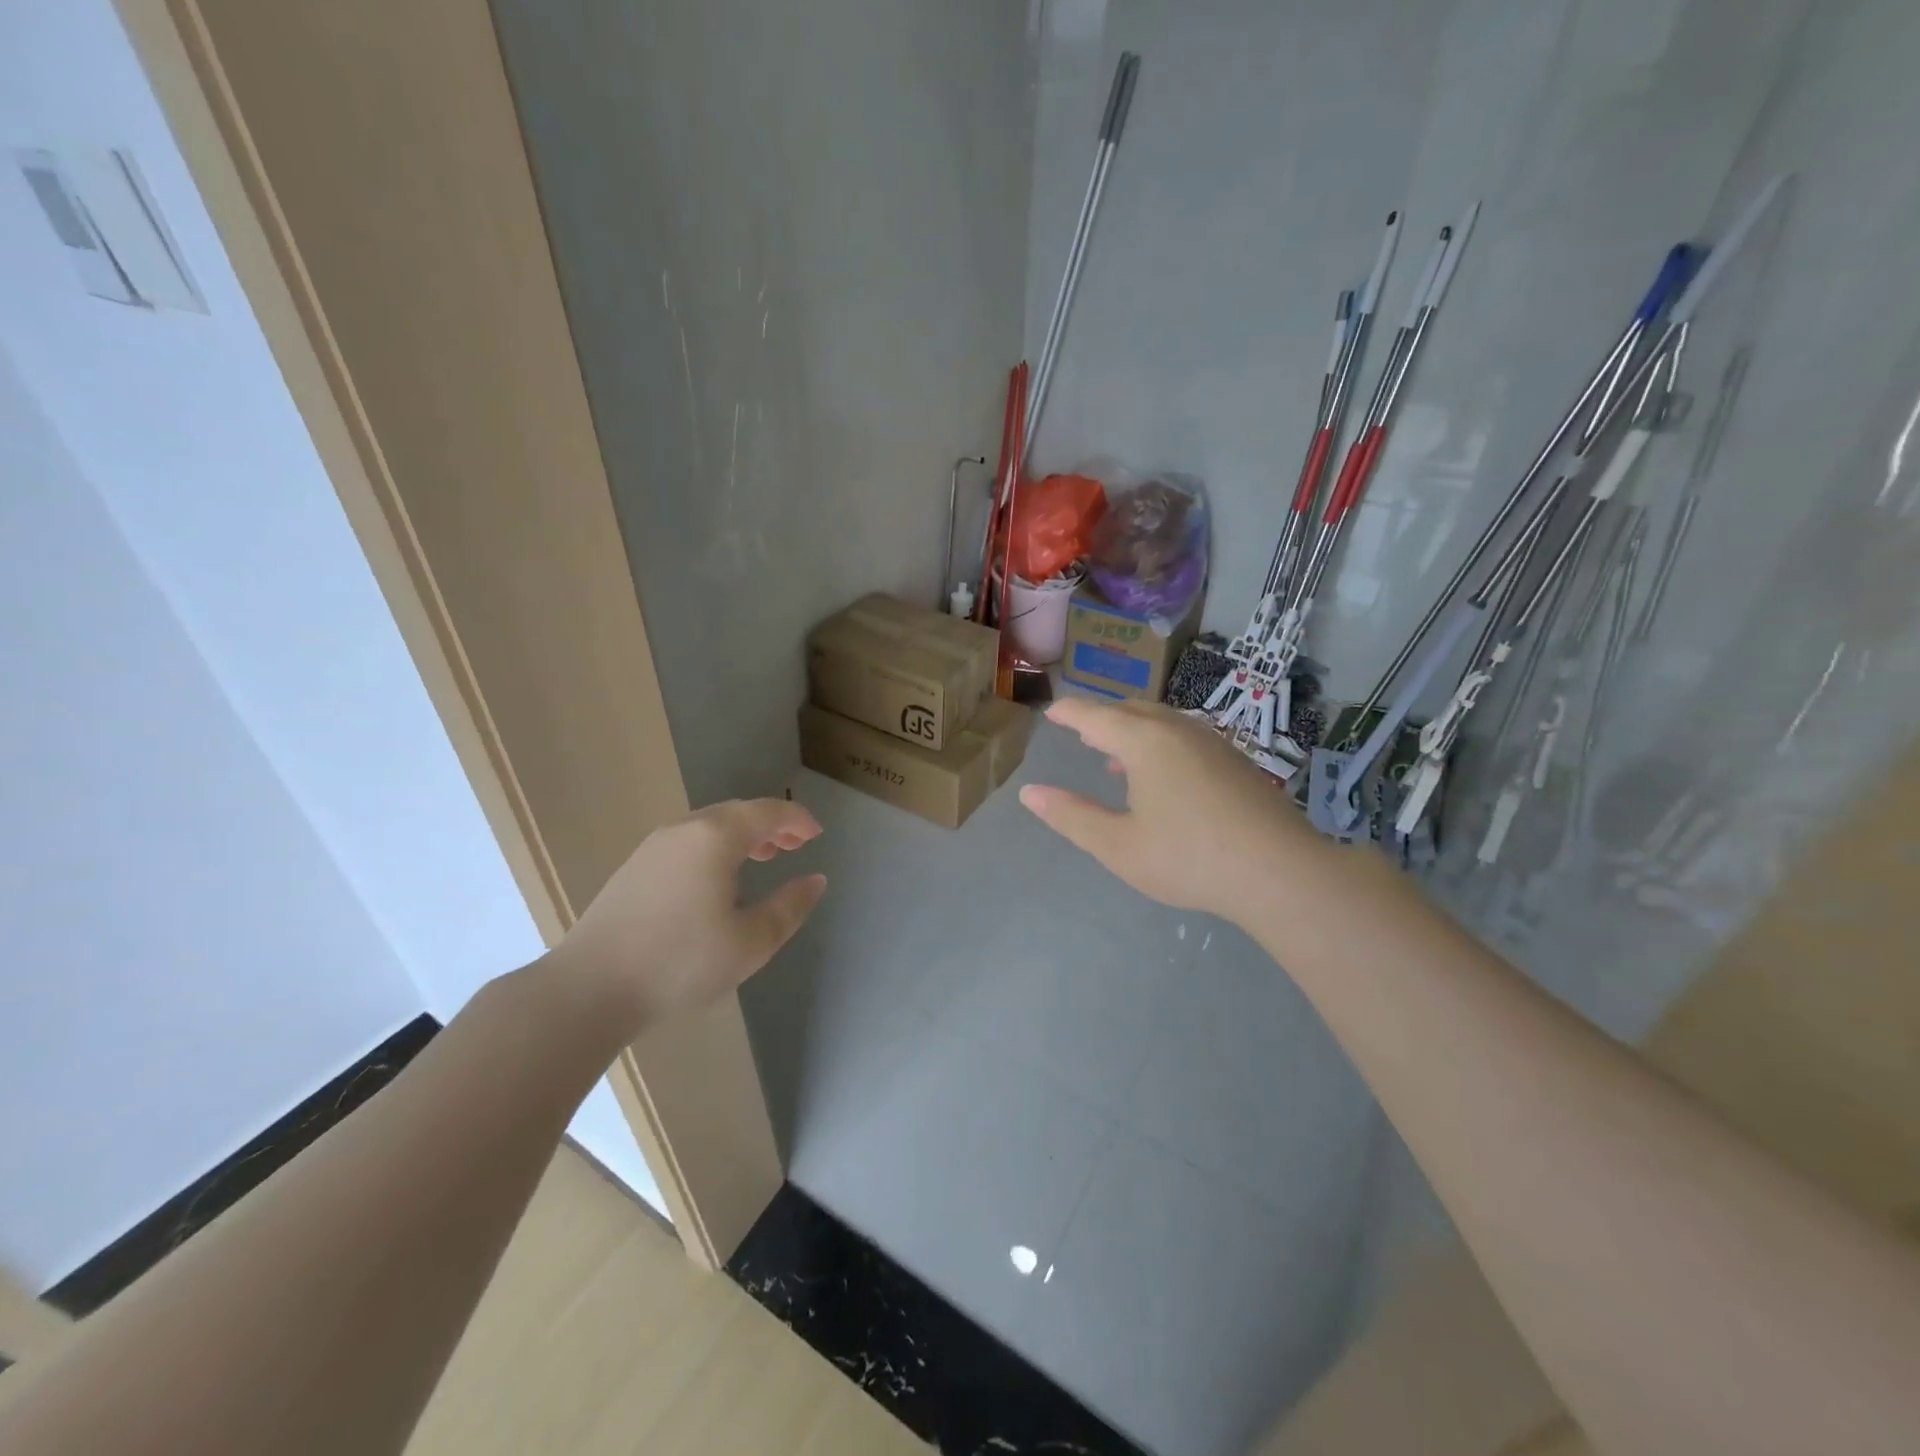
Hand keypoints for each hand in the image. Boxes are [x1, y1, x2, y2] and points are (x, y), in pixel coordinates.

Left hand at [548, 799, 826, 1027]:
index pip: (768, 812)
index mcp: (716, 837)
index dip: (798, 819)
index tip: (817, 834)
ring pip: (710, 826)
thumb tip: (815, 880)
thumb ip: (790, 907)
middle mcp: (685, 829)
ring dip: (743, 836)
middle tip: (796, 845)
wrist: (589, 988)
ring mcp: (654, 846)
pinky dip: (716, 847)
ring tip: (763, 858)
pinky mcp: (635, 866)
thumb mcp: (751, 942)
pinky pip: (689, 841)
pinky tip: (718, 878)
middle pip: (738, 812)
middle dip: (772, 825)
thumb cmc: (680, 962)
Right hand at [1019, 698, 1323, 919]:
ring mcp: (1213, 743)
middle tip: (1082, 732)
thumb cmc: (1189, 858)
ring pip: (1163, 723)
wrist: (1280, 872)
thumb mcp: (1118, 845)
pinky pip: (1186, 738)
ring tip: (1115, 758)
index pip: (1095, 716)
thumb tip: (1030, 793)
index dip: (1069, 713)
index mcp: (1144, 741)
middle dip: (1103, 719)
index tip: (1052, 712)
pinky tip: (1164, 779)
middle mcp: (1178, 730)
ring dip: (1134, 732)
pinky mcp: (1237, 762)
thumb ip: (1071, 816)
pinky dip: (1161, 745)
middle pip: (1132, 711)